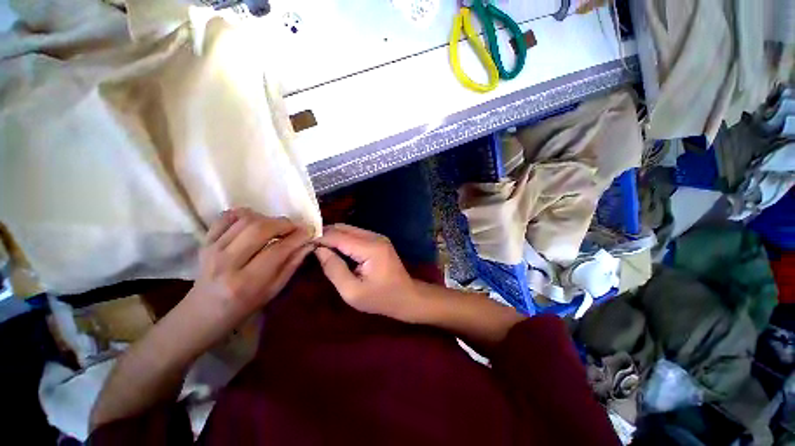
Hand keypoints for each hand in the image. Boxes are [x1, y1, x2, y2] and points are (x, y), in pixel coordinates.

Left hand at [187, 208, 313, 320]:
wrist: (204, 312)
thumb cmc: (244, 306)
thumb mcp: (274, 290)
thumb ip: (292, 264)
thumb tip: (309, 243)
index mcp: (247, 281)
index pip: (278, 250)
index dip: (298, 237)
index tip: (310, 231)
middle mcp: (227, 263)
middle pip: (260, 229)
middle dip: (284, 223)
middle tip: (295, 227)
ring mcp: (212, 249)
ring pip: (245, 220)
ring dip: (268, 218)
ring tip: (277, 227)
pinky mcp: (204, 241)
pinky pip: (226, 217)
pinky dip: (245, 214)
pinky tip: (255, 221)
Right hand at [314, 224, 423, 322]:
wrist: (407, 297)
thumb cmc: (381, 299)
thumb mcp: (353, 292)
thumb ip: (334, 269)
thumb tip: (319, 250)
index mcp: (370, 248)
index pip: (338, 236)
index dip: (319, 239)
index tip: (302, 244)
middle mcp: (375, 237)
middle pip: (344, 228)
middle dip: (325, 234)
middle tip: (308, 246)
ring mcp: (378, 237)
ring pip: (349, 229)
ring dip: (333, 236)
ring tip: (318, 247)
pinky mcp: (378, 241)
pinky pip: (356, 235)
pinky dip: (343, 239)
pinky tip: (334, 249)